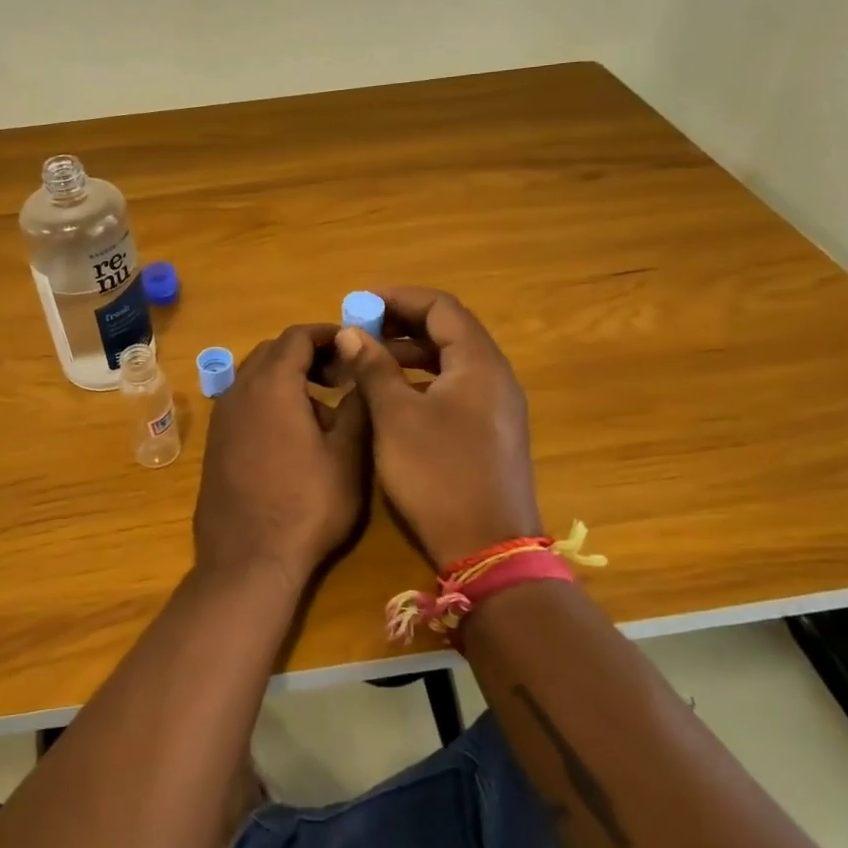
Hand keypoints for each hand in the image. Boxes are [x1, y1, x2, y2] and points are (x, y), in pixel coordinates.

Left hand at [192, 324, 371, 593]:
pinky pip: (244, 403)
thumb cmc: (306, 505)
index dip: (328, 334)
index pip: (297, 336)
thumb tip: (362, 371)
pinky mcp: (215, 443)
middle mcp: (239, 390)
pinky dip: (269, 400)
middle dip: (308, 354)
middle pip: (273, 352)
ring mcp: (221, 418)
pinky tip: (292, 433)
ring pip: (255, 377)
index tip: (354, 344)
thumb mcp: (347, 455)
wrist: (247, 560)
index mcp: (272, 384)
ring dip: (287, 378)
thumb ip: (357, 405)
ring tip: (322, 406)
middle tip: (342, 374)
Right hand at [335, 287, 540, 567]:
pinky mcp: (490, 432)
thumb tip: (351, 333)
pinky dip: (423, 379)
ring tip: (369, 358)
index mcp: (478, 363)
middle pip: (449, 330)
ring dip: (411, 352)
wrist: (488, 549)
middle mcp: (495, 376)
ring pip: (451, 360)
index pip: (441, 307)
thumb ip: (373, 368)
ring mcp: (497, 406)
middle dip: (402, 323)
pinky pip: (455, 387)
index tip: (360, 302)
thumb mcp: (395, 417)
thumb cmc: (438, 474)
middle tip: (361, 329)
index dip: (399, 298)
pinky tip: (393, 395)